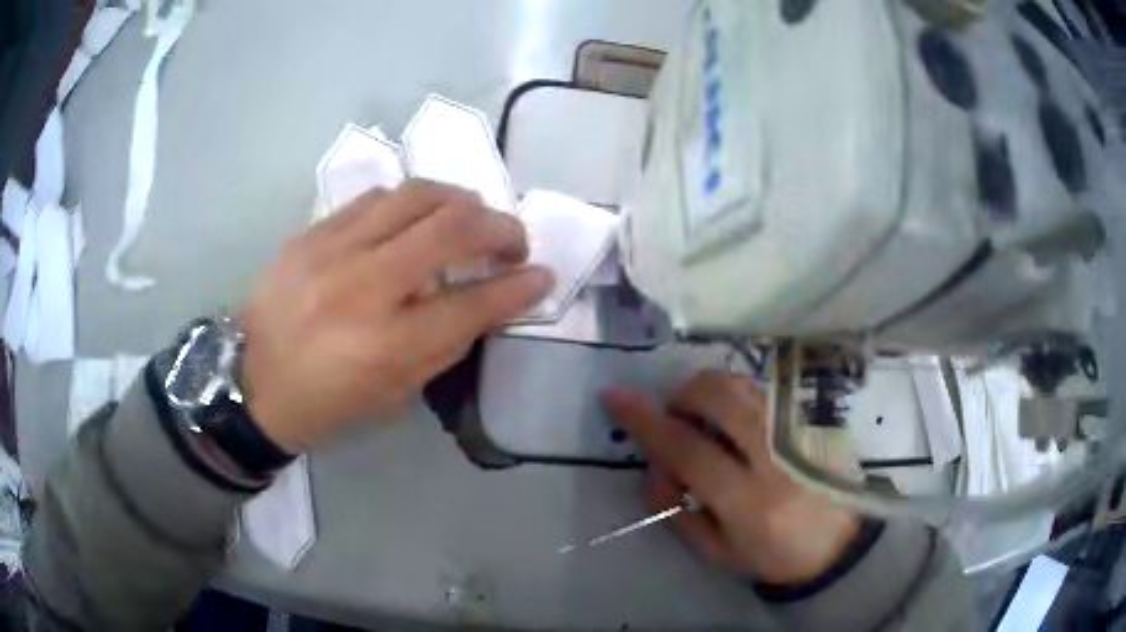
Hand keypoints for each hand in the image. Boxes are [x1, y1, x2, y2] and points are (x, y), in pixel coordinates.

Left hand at [239, 180, 553, 452]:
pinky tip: (417, 216)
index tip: (543, 275)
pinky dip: (411, 202)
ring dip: (460, 201)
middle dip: (501, 228)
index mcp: (387, 345)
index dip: (520, 287)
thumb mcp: (393, 394)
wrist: (250, 381)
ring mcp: (334, 250)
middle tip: (512, 242)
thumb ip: (445, 344)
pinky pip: (376, 197)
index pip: (474, 303)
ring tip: (471, 218)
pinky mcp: (312, 232)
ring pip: (417, 195)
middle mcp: (364, 287)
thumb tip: (487, 303)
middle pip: (453, 228)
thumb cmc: (326, 402)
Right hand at [603, 371, 860, 585]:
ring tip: (708, 421)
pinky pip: (766, 389)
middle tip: (677, 419)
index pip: (689, 450)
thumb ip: (676, 508)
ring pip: (744, 384)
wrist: (840, 544)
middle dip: (683, 396)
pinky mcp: (817, 418)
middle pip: (721, 397)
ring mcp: (803, 430)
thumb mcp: (717, 550)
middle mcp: (779, 457)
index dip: (646, 421)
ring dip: (710, 392)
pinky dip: (739, 397)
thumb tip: (652, 462)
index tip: (615, 397)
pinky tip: (742, 425)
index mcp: (751, 502)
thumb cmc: (774, 554)